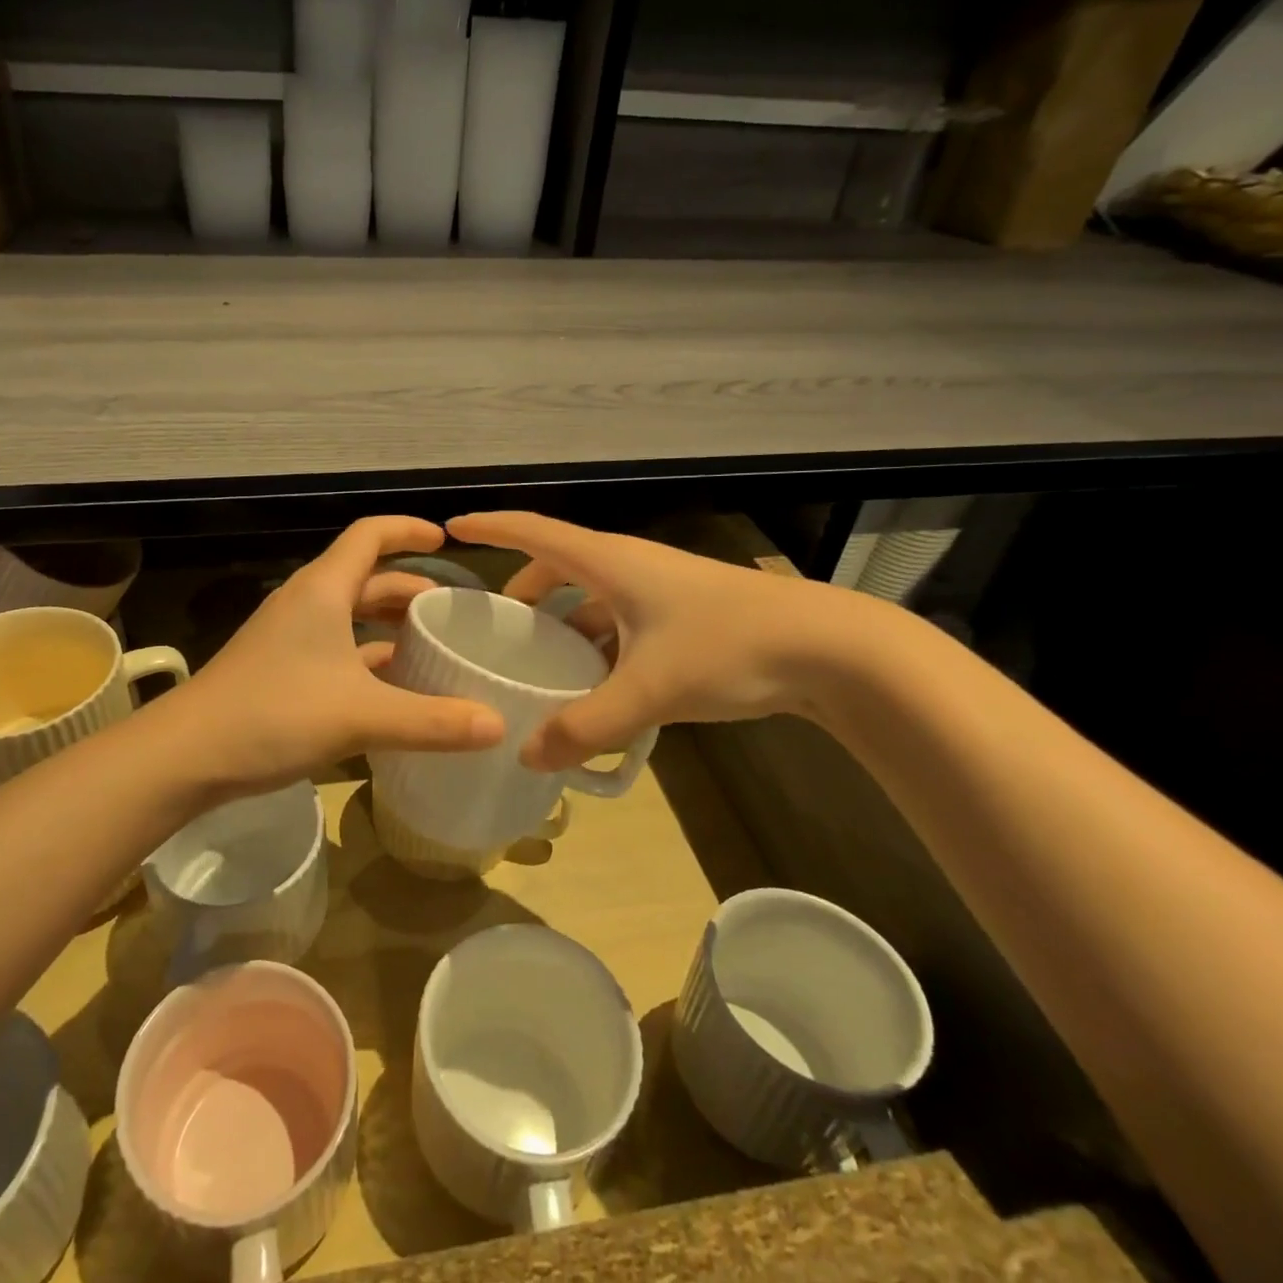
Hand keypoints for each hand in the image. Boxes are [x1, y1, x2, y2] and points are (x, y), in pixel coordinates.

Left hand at [160, 517, 504, 801]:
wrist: (185, 757)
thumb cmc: (274, 715)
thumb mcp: (361, 716)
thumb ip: (432, 721)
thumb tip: (498, 725)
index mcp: (323, 590)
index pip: (370, 535)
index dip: (409, 530)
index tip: (447, 541)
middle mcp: (306, 603)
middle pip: (365, 578)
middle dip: (409, 589)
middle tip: (451, 613)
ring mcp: (288, 637)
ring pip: (349, 617)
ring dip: (388, 626)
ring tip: (429, 647)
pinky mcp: (279, 670)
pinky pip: (335, 650)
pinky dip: (367, 659)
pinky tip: (391, 689)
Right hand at [446, 511, 883, 770]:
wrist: (830, 648)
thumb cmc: (729, 646)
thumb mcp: (649, 689)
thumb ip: (586, 725)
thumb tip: (529, 756)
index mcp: (610, 562)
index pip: (534, 531)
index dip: (491, 527)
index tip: (451, 528)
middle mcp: (630, 566)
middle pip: (560, 566)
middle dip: (524, 592)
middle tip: (497, 630)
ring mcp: (660, 591)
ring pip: (593, 600)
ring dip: (564, 626)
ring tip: (542, 668)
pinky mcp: (682, 617)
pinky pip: (621, 624)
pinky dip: (599, 648)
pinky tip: (598, 687)